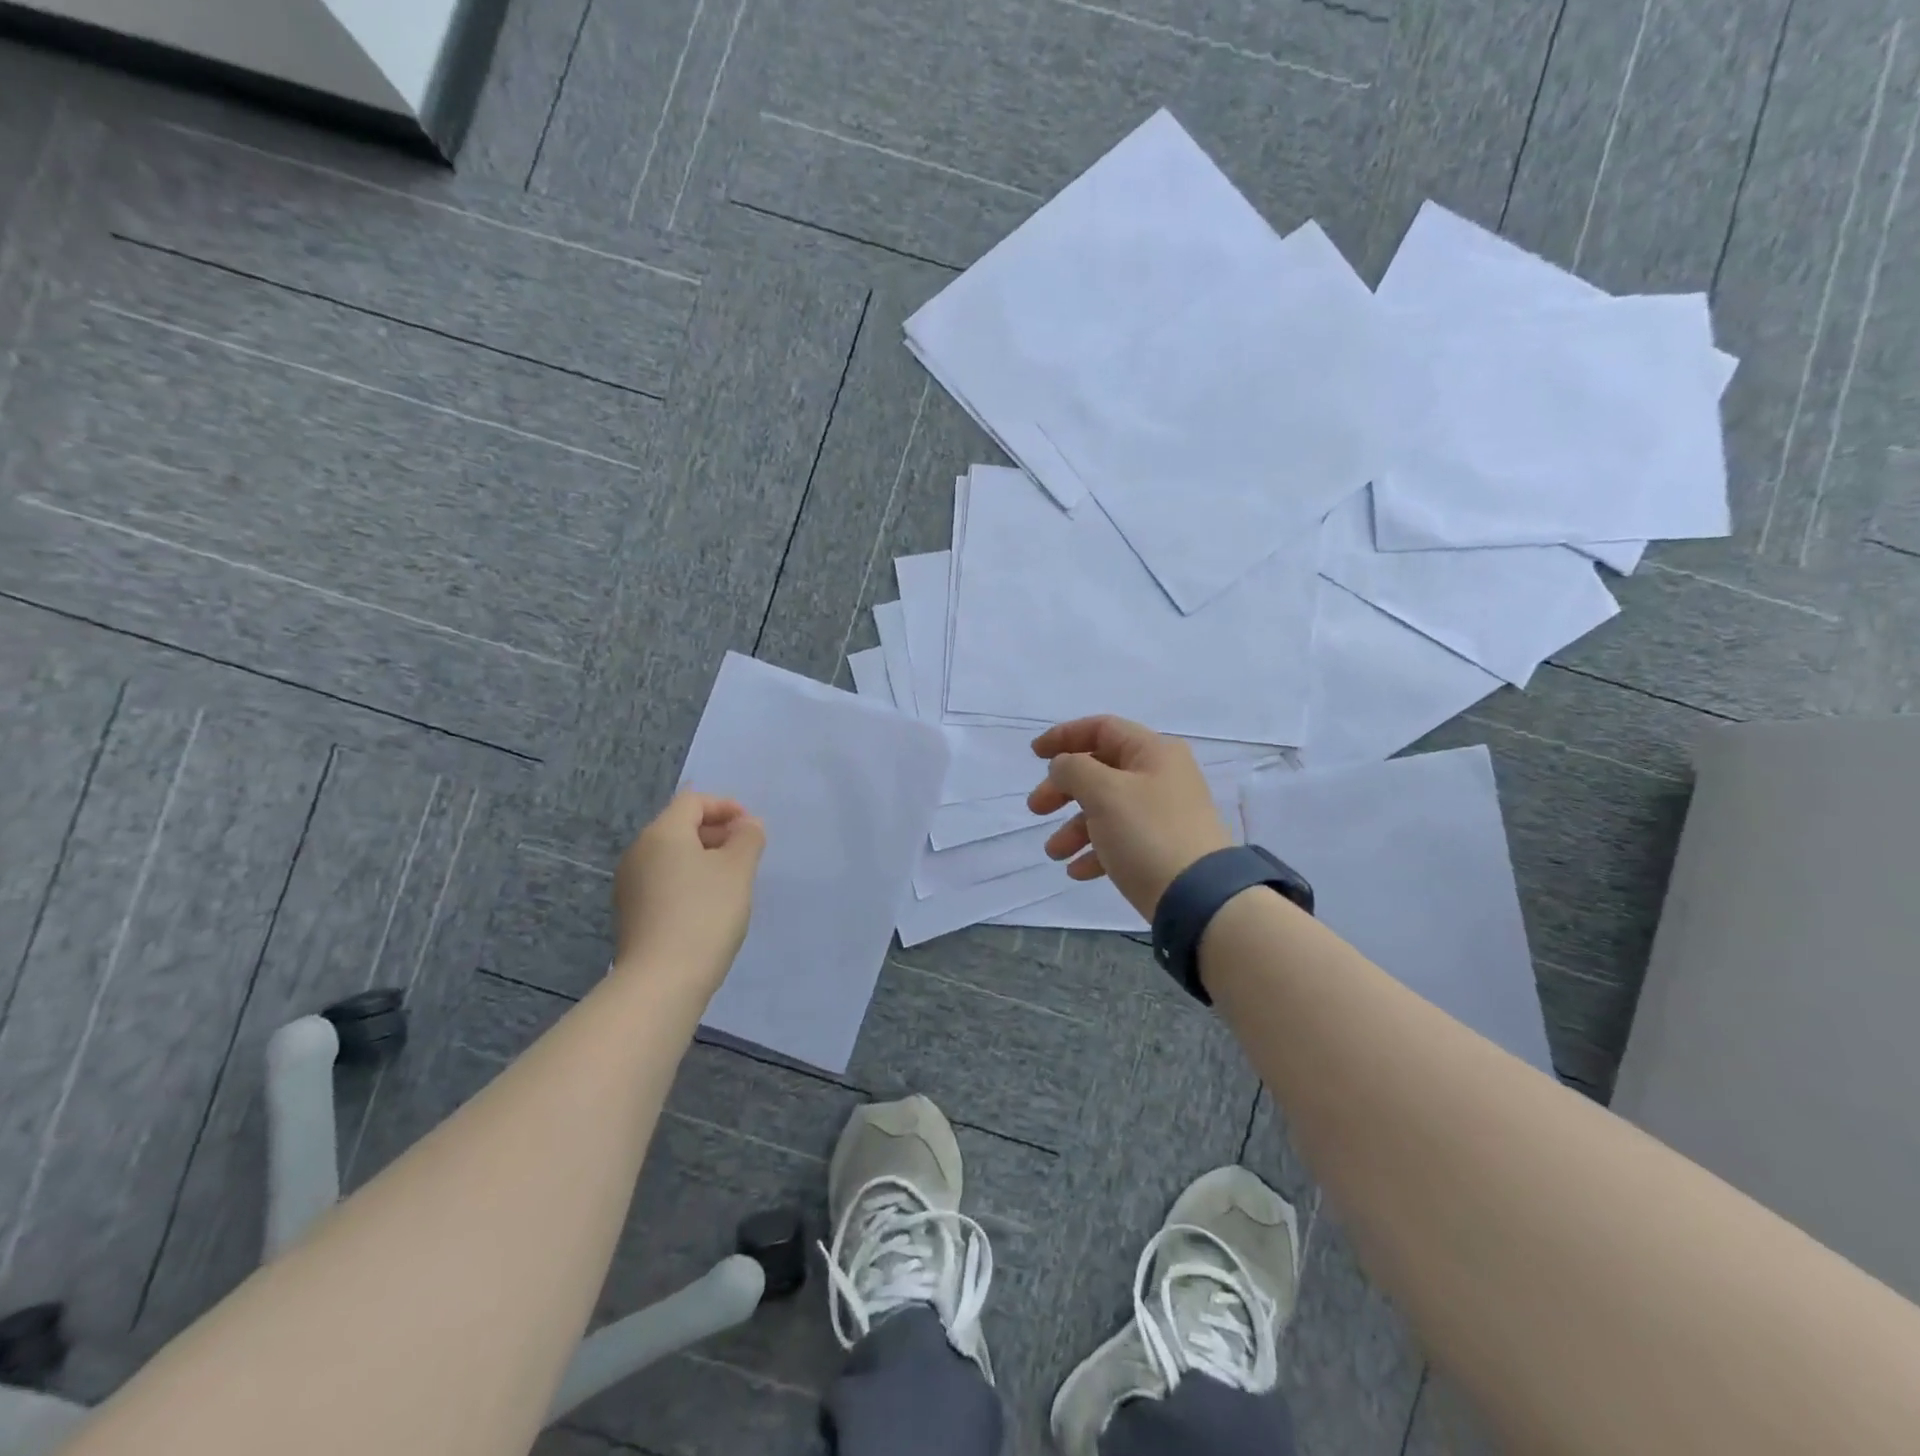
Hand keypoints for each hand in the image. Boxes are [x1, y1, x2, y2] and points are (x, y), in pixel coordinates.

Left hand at [613, 791, 765, 990]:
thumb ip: (748, 838)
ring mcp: (630, 885)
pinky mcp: (631, 913)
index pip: (693, 801)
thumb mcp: (738, 869)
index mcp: (662, 833)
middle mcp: (638, 852)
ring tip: (733, 880)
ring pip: (672, 856)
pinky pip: (664, 881)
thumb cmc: (705, 913)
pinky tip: (710, 905)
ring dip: (704, 858)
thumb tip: (747, 824)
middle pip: (680, 826)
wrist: (662, 980)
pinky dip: (689, 881)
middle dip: (716, 832)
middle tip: (747, 852)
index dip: (726, 806)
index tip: (752, 827)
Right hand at [1029, 716, 1232, 918]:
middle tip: (1036, 809)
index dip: (1064, 736)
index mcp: (1152, 752)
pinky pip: (1120, 840)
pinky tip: (1077, 872)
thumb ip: (1073, 769)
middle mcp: (1161, 776)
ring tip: (1054, 852)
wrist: (1200, 897)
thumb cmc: (1147, 833)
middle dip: (1063, 790)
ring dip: (1074, 827)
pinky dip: (1095, 851)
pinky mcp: (1162, 848)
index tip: (1034, 755)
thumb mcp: (1103, 792)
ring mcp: (1164, 814)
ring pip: (1107, 809)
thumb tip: (1063, 766)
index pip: (1101, 728)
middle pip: (1100, 771)